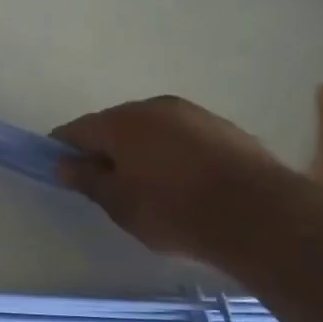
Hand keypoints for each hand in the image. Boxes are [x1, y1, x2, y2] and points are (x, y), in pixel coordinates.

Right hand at [53, 96, 284, 261]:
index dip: (64, 149)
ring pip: (152, 129)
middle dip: (106, 149)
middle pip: (116, 125)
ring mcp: (192, 113)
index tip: (63, 171)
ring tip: (150, 187)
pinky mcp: (223, 127)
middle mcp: (154, 107)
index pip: (77, 129)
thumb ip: (88, 180)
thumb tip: (65, 163)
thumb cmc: (174, 211)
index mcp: (121, 122)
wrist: (259, 215)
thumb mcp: (120, 204)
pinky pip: (182, 137)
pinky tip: (184, 183)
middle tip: (108, 185)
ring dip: (142, 150)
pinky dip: (174, 154)